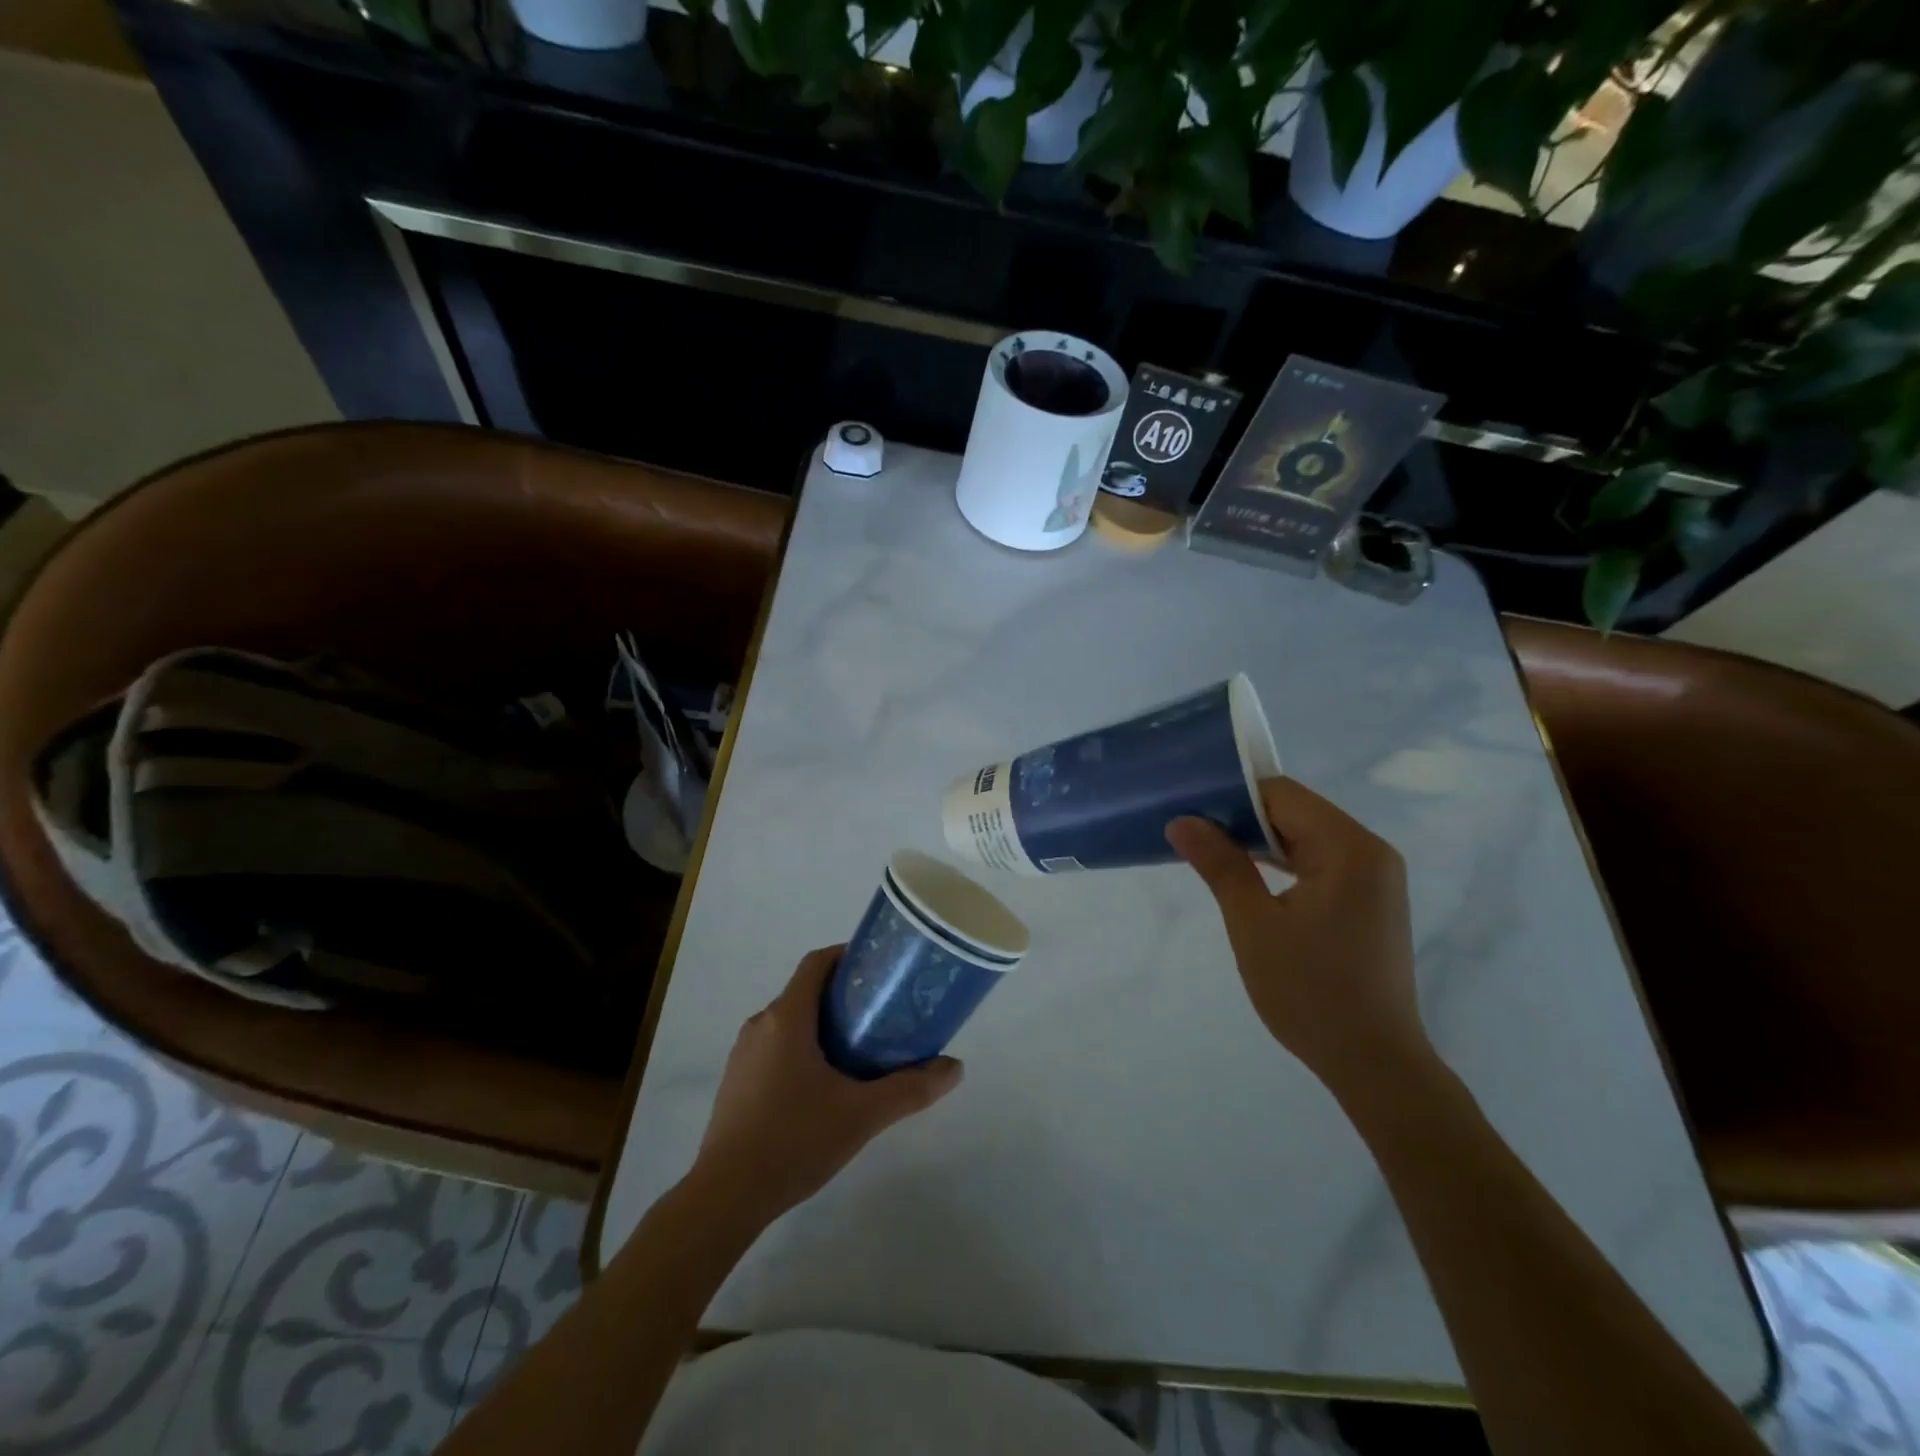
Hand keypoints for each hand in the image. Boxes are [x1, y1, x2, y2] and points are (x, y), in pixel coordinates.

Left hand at [691, 946, 963, 1224]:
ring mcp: (744, 1054)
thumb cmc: (794, 1140)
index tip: (879, 968)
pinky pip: (776, 1047)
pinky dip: (804, 1048)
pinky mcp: (737, 1082)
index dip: (847, 956)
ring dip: (824, 1025)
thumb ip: (910, 1089)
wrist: (725, 1197)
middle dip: (844, 996)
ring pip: (791, 1021)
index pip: (817, 963)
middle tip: (882, 1013)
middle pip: (806, 991)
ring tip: (862, 1048)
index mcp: (787, 1017)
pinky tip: (825, 1085)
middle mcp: (761, 1024)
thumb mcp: (862, 1115)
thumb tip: (955, 1067)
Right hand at [1166, 778, 1426, 1095]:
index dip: (1233, 796)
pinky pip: (1320, 863)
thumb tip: (1181, 821)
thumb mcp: (1253, 925)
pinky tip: (1248, 877)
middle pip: (1296, 812)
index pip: (1283, 795)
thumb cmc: (1310, 992)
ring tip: (1210, 852)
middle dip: (1243, 819)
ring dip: (1260, 843)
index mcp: (1349, 849)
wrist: (1374, 1063)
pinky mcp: (1369, 900)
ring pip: (1306, 837)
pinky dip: (1283, 864)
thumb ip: (1220, 865)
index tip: (1190, 809)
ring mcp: (1375, 877)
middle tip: (1192, 832)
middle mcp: (1370, 852)